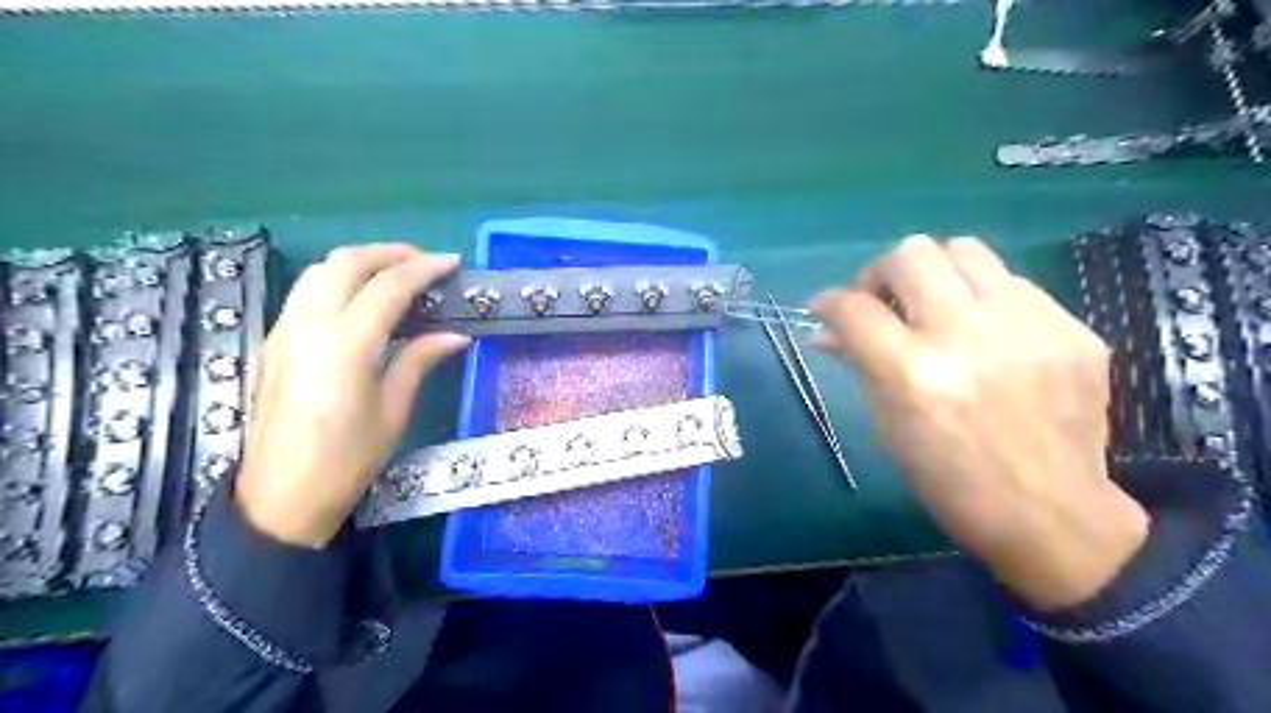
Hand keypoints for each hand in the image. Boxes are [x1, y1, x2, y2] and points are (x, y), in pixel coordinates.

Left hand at [231, 243, 465, 546]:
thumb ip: (420, 360)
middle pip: (346, 262)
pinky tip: (362, 298)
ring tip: (395, 271)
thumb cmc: (347, 459)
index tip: (452, 262)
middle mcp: (309, 325)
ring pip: (319, 270)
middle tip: (425, 260)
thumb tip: (455, 334)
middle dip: (389, 252)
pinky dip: (338, 279)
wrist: (280, 496)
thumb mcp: (393, 410)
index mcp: (346, 345)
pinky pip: (307, 291)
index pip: (389, 286)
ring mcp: (285, 330)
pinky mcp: (274, 341)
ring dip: (360, 260)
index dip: (424, 268)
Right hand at [813, 237, 1152, 609]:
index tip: (826, 310)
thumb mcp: (888, 423)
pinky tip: (987, 335)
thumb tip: (827, 330)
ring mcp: (1028, 327)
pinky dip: (984, 300)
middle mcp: (967, 336)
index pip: (853, 307)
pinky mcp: (1073, 329)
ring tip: (935, 307)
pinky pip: (1013, 284)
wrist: (1051, 514)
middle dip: (881, 273)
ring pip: (965, 249)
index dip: (828, 302)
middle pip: (910, 254)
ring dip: (935, 273)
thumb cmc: (948, 479)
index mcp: (912, 373)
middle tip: (883, 303)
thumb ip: (858, 362)